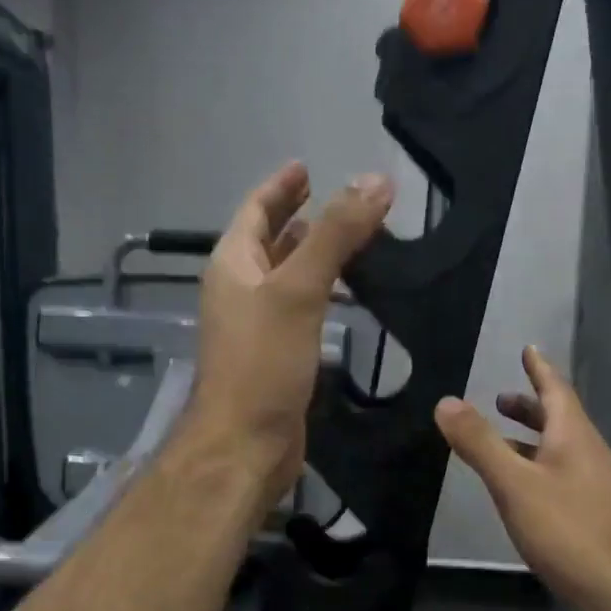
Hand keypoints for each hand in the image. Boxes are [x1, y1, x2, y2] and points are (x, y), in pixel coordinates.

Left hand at [189, 161, 392, 505]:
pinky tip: (344, 298)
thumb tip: (376, 181)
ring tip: (349, 241)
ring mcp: (255, 327)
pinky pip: (298, 312)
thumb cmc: (262, 363)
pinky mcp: (275, 358)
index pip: (256, 211)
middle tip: (339, 202)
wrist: (245, 444)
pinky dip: (320, 295)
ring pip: (286, 278)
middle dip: (300, 219)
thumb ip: (336, 235)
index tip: (307, 166)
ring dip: (312, 257)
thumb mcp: (298, 290)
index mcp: (233, 265)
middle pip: (269, 242)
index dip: (280, 187)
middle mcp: (239, 291)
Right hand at [435, 346, 610, 610]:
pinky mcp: (599, 517)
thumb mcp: (515, 485)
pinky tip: (527, 494)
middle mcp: (591, 455)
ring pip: (562, 451)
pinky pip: (565, 478)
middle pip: (560, 420)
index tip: (528, 349)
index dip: (539, 369)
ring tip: (504, 444)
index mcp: (574, 437)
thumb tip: (446, 401)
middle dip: (531, 407)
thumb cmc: (569, 531)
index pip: (556, 390)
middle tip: (502, 399)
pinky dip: (541, 470)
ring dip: (534, 440)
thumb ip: (480, 444)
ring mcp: (599, 487)